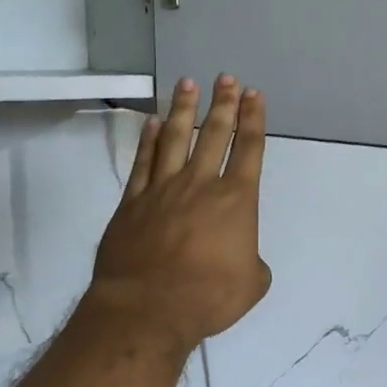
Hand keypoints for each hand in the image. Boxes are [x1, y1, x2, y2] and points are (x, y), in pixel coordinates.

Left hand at [90, 74, 273, 351]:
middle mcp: (201, 184)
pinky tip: (153, 122)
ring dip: (185, 109)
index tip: (254, 94)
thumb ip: (252, 261)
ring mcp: (163, 189)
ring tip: (188, 83)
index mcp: (236, 200)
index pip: (249, 149)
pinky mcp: (133, 202)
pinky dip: (148, 140)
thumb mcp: (252, 283)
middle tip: (226, 78)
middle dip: (223, 103)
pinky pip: (143, 162)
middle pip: (214, 134)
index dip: (254, 119)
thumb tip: (240, 255)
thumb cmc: (208, 297)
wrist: (148, 308)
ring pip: (176, 139)